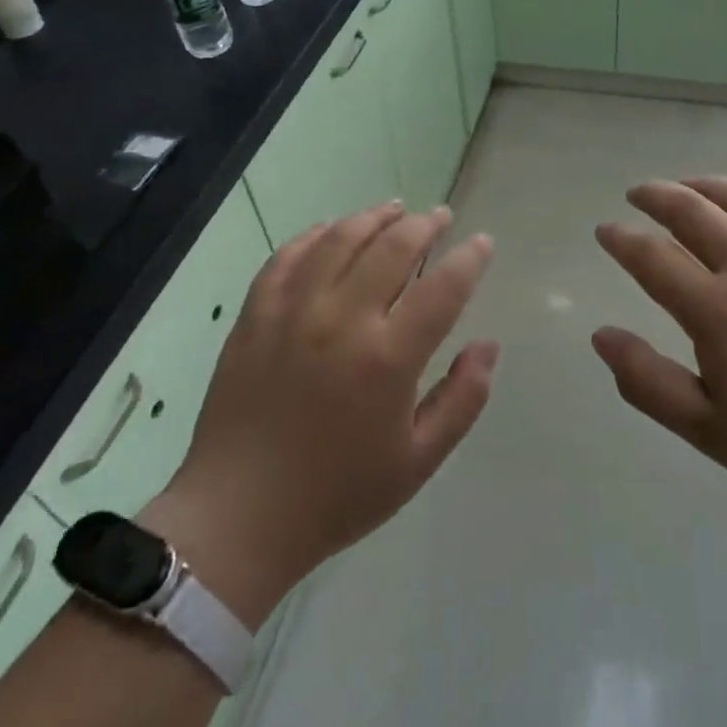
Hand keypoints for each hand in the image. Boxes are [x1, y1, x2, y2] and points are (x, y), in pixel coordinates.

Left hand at [145, 203, 497, 625]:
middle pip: (393, 248)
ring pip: (340, 240)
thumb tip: (488, 345)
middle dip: (425, 225)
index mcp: (387, 359)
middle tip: (441, 217)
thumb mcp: (417, 461)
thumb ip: (462, 400)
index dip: (469, 259)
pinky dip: (315, 235)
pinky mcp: (256, 315)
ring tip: (395, 208)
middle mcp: (342, 320)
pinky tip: (331, 229)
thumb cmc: (337, 494)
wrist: (238, 517)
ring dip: (373, 217)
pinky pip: (288, 256)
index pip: (442, 288)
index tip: (481, 243)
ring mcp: (293, 312)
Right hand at [592, 178, 726, 525]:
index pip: (652, 258)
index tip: (606, 230)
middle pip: (693, 212)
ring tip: (687, 184)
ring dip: (706, 185)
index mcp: (717, 311)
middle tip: (638, 193)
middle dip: (657, 196)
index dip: (622, 239)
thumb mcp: (711, 432)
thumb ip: (648, 382)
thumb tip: (601, 335)